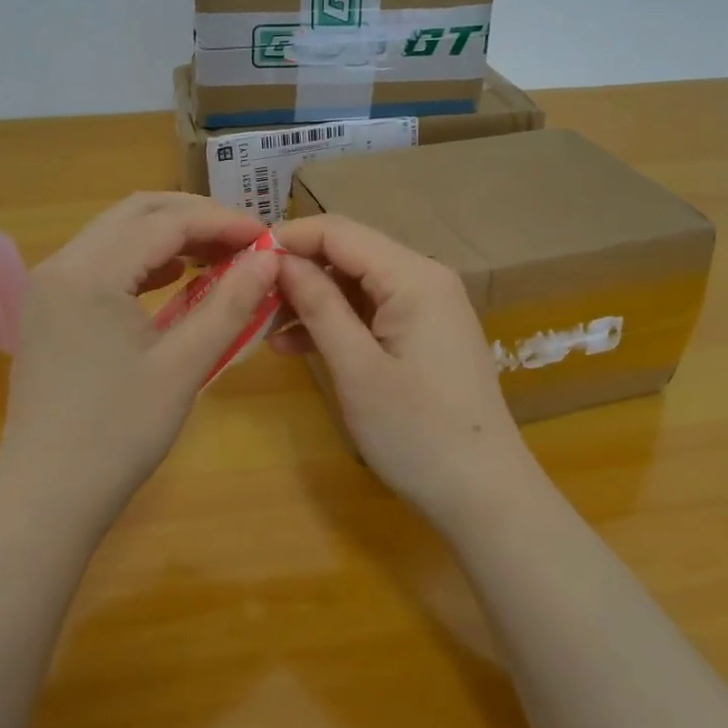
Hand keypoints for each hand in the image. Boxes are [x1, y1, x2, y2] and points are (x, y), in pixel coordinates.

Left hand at [0, 193, 280, 535]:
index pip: (166, 223)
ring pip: (116, 233)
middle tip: (244, 240)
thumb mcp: (184, 366)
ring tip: (218, 255)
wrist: (46, 499)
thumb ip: (229, 304)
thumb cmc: (118, 434)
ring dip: (168, 235)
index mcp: (90, 271)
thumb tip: (270, 258)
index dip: (222, 222)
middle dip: (195, 218)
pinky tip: (174, 277)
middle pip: (136, 213)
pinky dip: (142, 260)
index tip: (266, 236)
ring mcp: (49, 287)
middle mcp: (61, 264)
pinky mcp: (48, 309)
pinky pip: (101, 262)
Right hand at [271, 214, 534, 528]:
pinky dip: (337, 322)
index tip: (243, 261)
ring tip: (265, 329)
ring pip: (357, 283)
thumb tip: (280, 259)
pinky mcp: (426, 332)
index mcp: (414, 277)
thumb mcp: (357, 369)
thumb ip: (319, 305)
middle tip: (250, 300)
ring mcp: (430, 306)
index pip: (340, 232)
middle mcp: (426, 278)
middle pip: (350, 253)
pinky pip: (373, 310)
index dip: (290, 238)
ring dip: (313, 300)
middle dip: (298, 271)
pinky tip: (297, 346)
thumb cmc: (417, 434)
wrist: (484, 495)